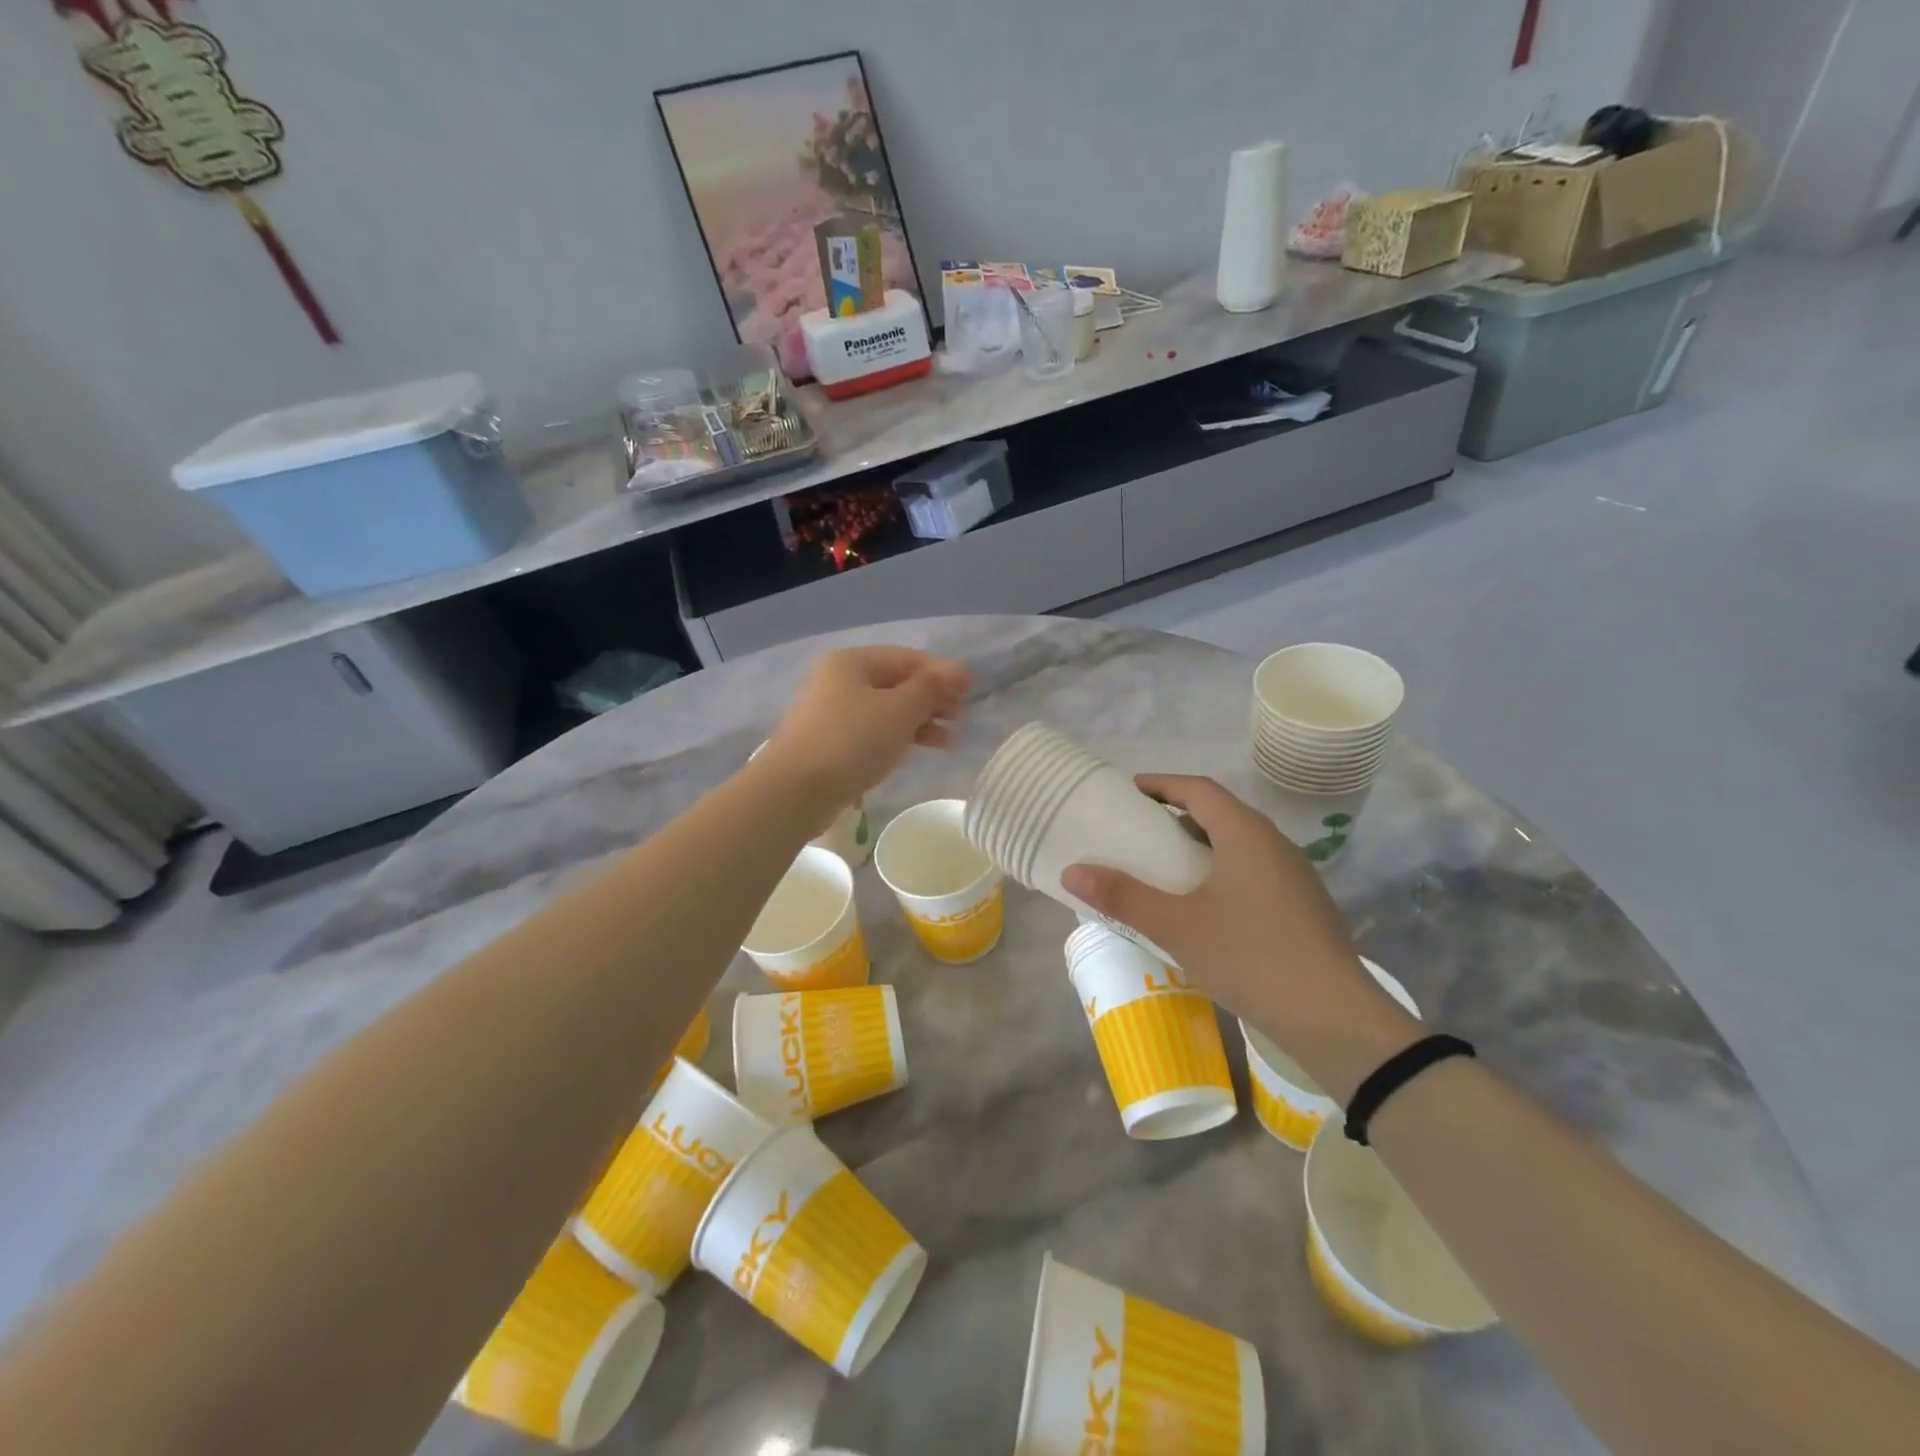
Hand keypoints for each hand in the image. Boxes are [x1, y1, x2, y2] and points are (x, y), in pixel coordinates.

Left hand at [761, 647, 970, 811]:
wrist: (795, 791)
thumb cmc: (852, 741)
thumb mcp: (900, 710)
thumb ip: (932, 688)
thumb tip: (961, 670)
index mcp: (851, 662)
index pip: (907, 658)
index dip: (941, 672)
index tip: (970, 692)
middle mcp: (837, 681)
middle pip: (895, 683)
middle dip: (931, 699)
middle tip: (961, 718)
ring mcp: (830, 713)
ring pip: (884, 710)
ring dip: (918, 721)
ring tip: (948, 740)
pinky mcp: (828, 744)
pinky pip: (870, 732)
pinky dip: (896, 738)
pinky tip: (916, 751)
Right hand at [1062, 774, 1421, 1102]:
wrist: (1335, 1018)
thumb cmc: (1250, 956)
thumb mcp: (1177, 926)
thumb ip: (1123, 896)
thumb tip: (1071, 872)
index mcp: (1245, 833)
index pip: (1198, 789)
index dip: (1161, 784)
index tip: (1129, 791)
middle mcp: (1273, 843)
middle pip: (1219, 813)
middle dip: (1176, 815)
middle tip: (1138, 831)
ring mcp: (1294, 875)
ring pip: (1238, 844)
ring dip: (1200, 845)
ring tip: (1165, 868)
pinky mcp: (1302, 905)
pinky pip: (1253, 870)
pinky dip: (1221, 871)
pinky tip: (1205, 906)